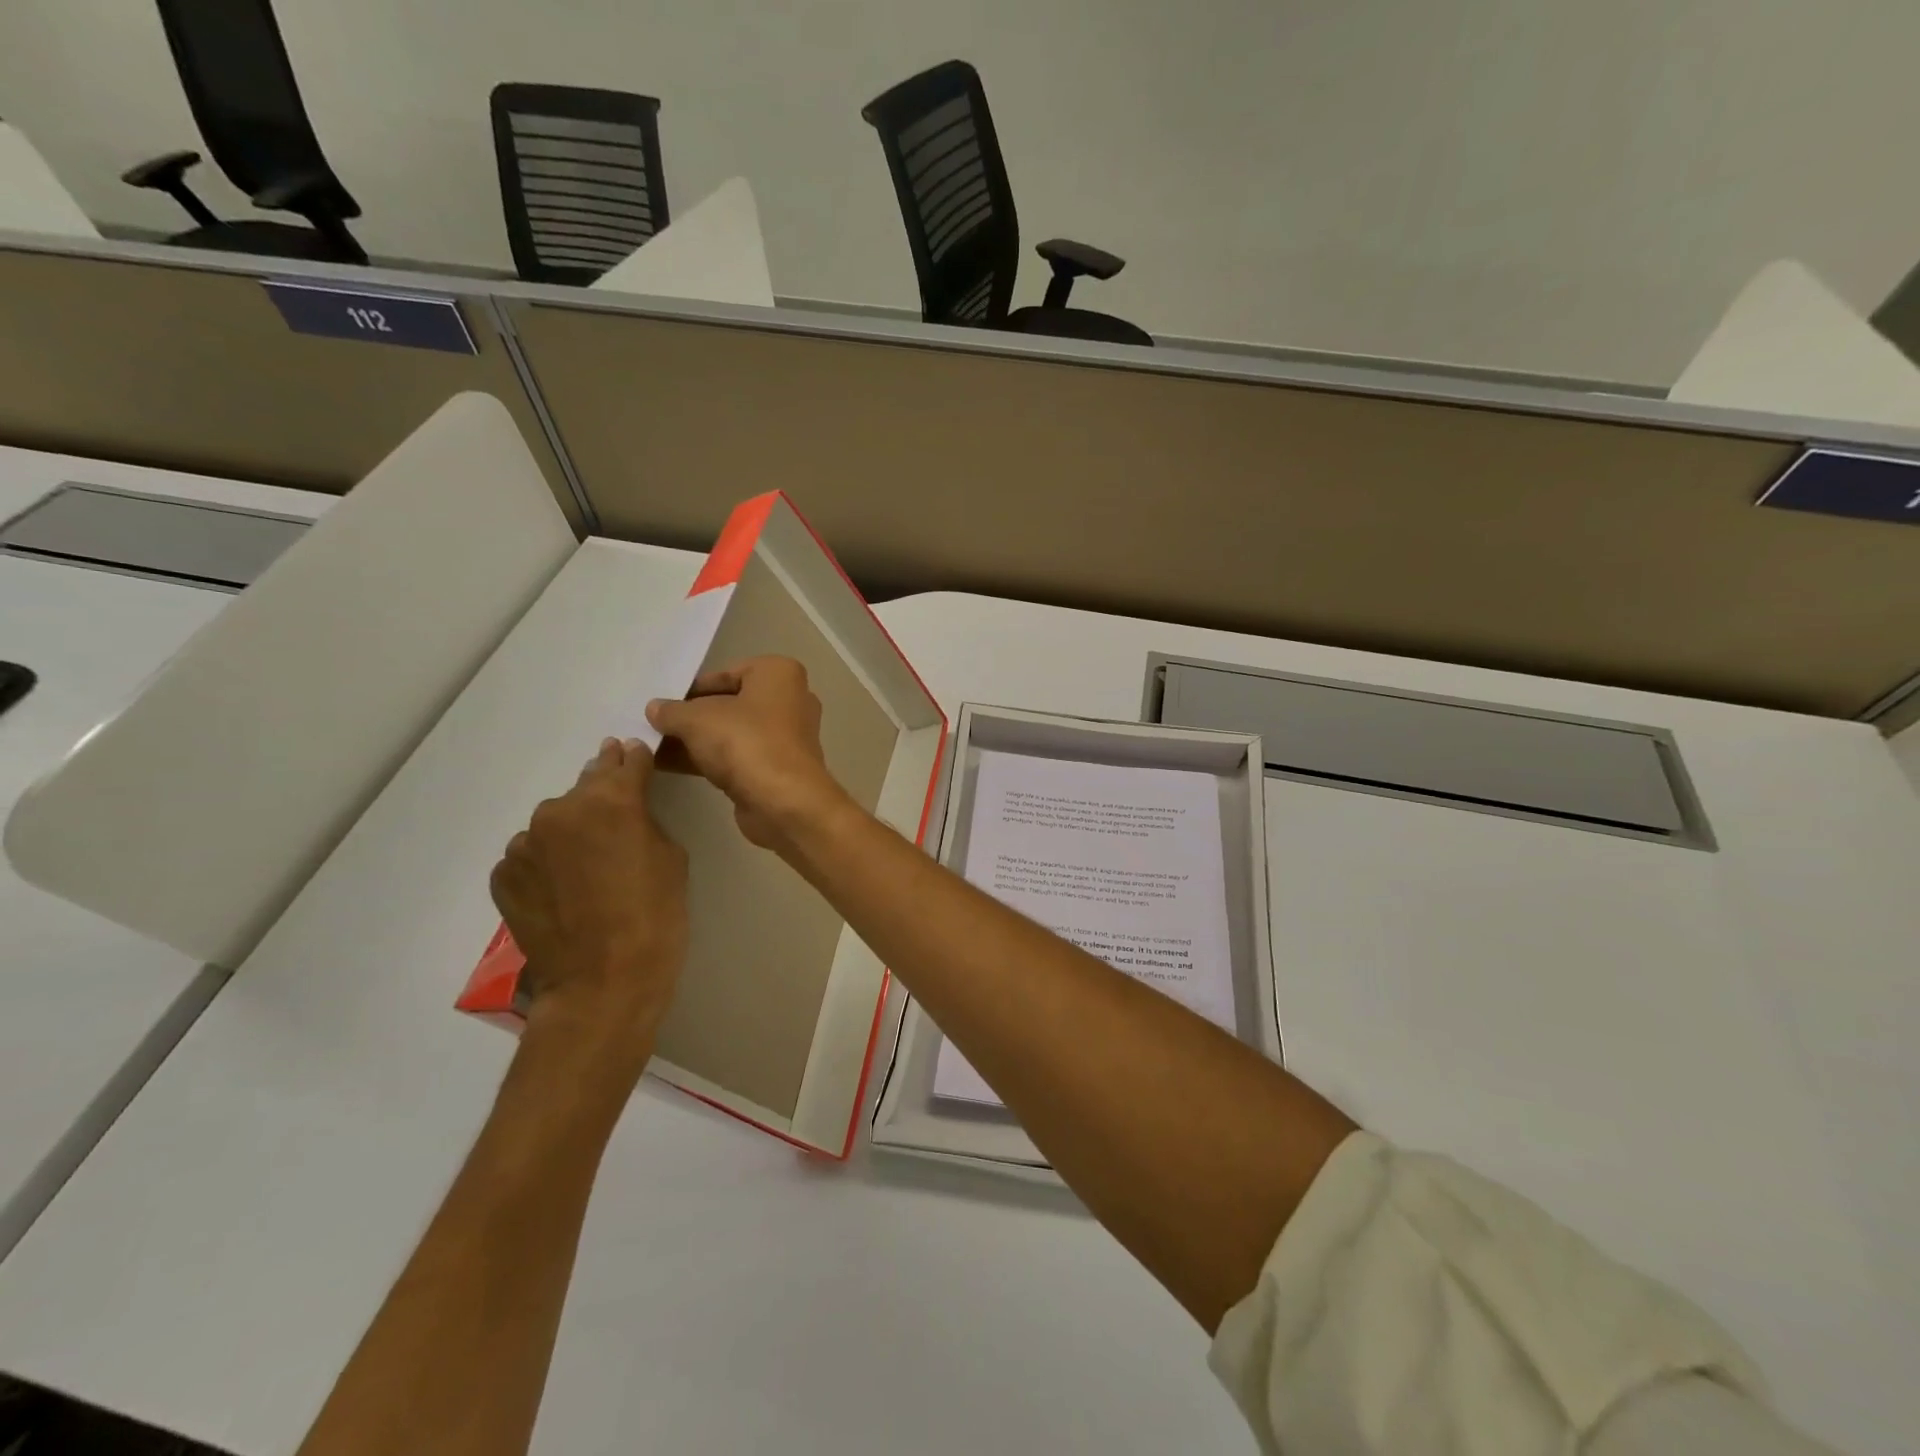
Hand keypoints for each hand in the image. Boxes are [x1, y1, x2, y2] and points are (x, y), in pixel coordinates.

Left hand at [489, 738, 688, 1083]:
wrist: (603, 982)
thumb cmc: (655, 915)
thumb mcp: (671, 855)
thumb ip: (645, 817)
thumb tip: (627, 803)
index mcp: (610, 800)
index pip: (626, 761)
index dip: (635, 758)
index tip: (636, 755)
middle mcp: (560, 810)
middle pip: (586, 786)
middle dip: (603, 791)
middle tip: (617, 808)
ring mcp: (524, 844)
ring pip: (554, 822)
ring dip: (571, 829)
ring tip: (589, 863)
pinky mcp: (503, 875)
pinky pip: (532, 855)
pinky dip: (547, 861)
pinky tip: (564, 888)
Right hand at [646, 656, 850, 852]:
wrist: (783, 802)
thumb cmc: (745, 742)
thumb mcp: (697, 719)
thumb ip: (672, 711)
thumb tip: (655, 708)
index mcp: (779, 674)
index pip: (727, 673)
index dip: (692, 688)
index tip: (663, 702)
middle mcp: (790, 700)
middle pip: (729, 704)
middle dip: (691, 716)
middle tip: (653, 723)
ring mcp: (785, 737)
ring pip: (732, 732)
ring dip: (694, 740)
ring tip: (650, 745)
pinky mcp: (777, 768)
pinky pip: (736, 756)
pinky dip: (707, 759)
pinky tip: (667, 765)